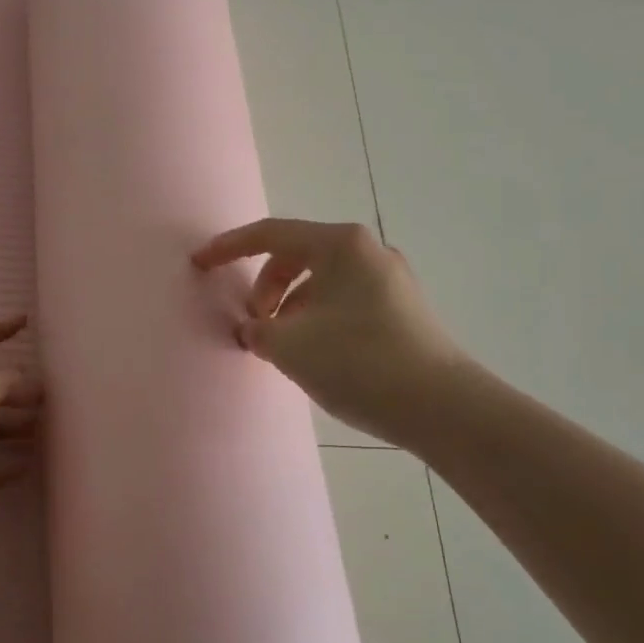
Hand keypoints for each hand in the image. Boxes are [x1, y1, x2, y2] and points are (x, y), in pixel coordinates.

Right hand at [192, 219, 465, 445]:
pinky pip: (344, 301)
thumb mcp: (291, 346)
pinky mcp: (403, 310)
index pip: (270, 234)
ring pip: (322, 283)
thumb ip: (258, 329)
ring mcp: (390, 280)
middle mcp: (368, 251)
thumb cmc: (359, 362)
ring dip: (291, 308)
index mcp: (341, 245)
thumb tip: (255, 328)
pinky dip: (317, 318)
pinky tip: (315, 355)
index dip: (228, 248)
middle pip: (298, 257)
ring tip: (283, 347)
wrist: (443, 407)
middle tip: (255, 324)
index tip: (200, 264)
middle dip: (266, 287)